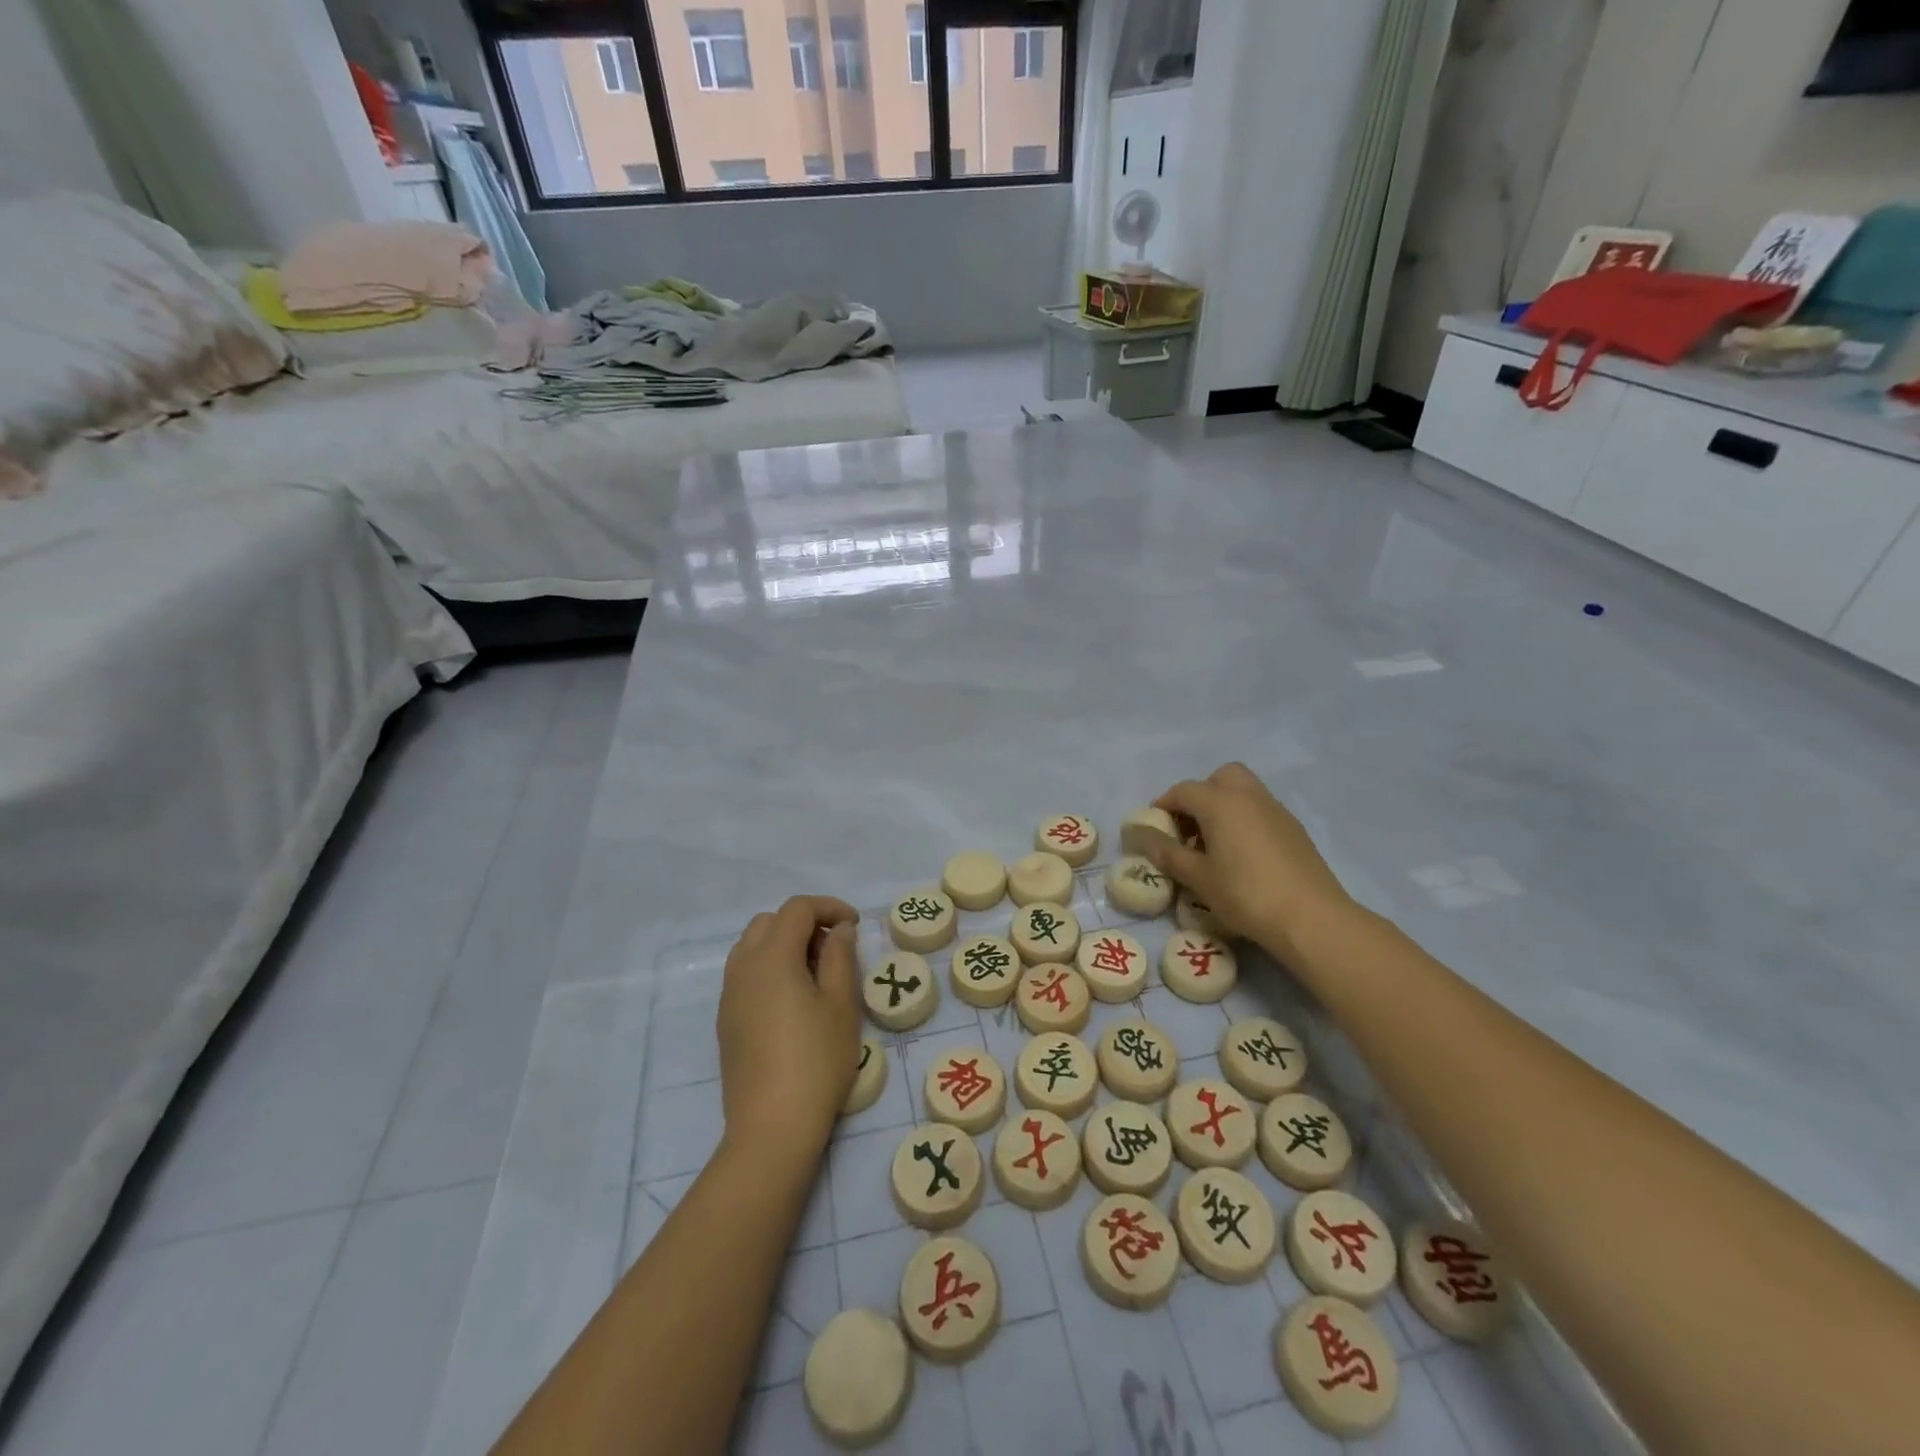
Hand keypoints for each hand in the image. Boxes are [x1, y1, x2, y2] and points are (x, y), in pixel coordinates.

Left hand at [716, 896, 861, 1162]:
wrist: (772, 1126)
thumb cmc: (816, 1060)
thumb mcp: (841, 1004)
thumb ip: (840, 956)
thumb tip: (839, 930)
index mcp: (772, 957)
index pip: (797, 909)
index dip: (829, 907)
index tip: (855, 925)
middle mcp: (743, 967)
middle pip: (770, 922)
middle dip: (804, 923)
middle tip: (834, 949)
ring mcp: (729, 995)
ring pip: (753, 946)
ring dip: (784, 944)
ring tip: (814, 973)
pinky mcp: (726, 1020)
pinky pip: (746, 974)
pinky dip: (770, 968)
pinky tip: (793, 1000)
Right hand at [1138, 763, 1355, 965]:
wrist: (1311, 917)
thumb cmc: (1245, 894)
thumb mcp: (1198, 878)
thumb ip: (1169, 854)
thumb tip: (1145, 838)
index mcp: (1220, 802)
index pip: (1183, 791)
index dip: (1164, 805)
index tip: (1154, 826)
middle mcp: (1248, 796)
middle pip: (1220, 777)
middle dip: (1200, 794)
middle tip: (1189, 826)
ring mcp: (1276, 810)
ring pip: (1244, 791)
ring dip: (1224, 806)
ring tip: (1213, 843)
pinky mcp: (1294, 829)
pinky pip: (1261, 810)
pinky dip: (1245, 819)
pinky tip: (1242, 854)